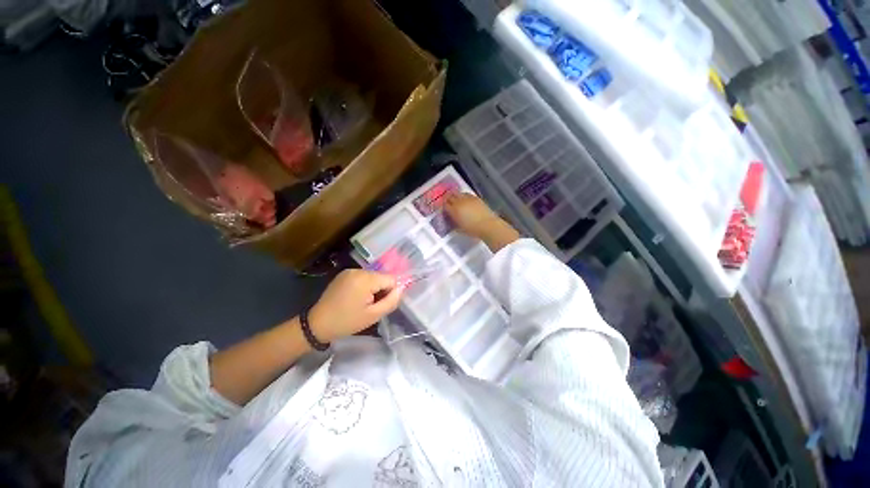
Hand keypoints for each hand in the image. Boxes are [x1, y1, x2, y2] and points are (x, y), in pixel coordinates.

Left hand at [309, 269, 401, 341]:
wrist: (317, 324)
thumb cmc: (347, 321)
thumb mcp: (373, 315)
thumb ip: (391, 301)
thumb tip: (402, 288)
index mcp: (366, 279)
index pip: (391, 279)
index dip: (390, 292)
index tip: (380, 304)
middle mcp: (359, 270)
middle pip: (382, 276)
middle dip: (381, 290)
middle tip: (371, 305)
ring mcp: (350, 270)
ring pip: (373, 277)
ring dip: (373, 288)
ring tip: (362, 302)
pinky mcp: (344, 274)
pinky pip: (363, 277)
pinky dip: (364, 285)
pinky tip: (355, 297)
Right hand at [444, 193, 501, 239]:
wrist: (488, 225)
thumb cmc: (473, 230)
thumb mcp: (460, 229)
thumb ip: (454, 222)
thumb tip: (452, 220)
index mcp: (454, 210)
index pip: (445, 205)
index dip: (443, 206)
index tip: (444, 209)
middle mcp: (459, 202)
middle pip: (450, 197)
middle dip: (448, 199)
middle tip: (448, 203)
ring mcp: (468, 198)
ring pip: (458, 193)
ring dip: (455, 196)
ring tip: (456, 200)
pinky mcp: (475, 198)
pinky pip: (466, 194)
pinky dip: (463, 196)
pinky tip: (465, 200)